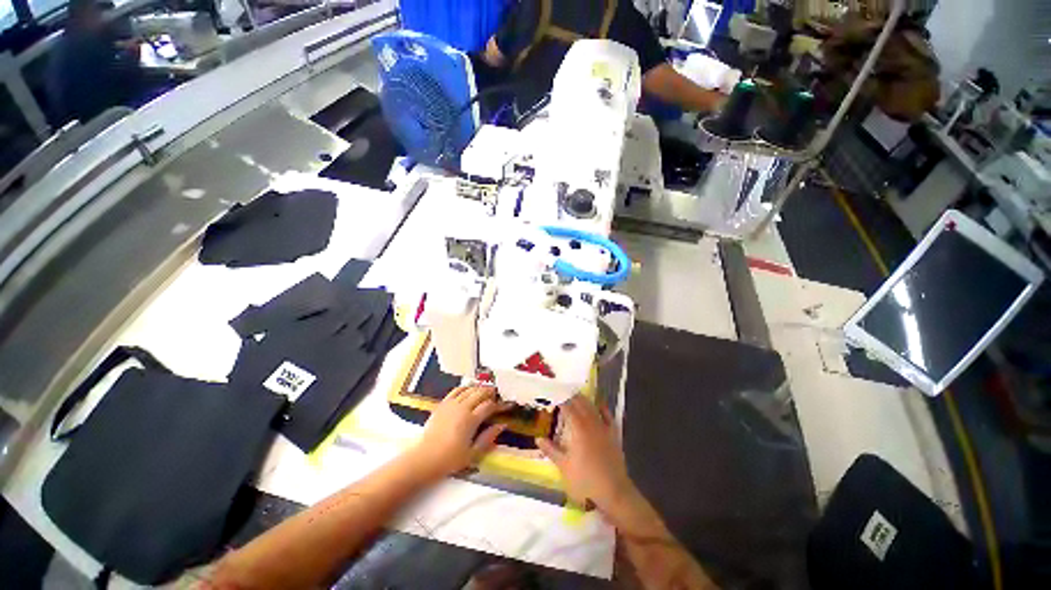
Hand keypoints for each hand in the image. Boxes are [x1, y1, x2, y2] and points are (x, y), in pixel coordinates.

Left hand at [410, 385, 507, 478]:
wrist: (425, 458)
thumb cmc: (450, 459)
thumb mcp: (473, 453)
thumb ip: (488, 437)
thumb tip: (502, 425)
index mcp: (471, 420)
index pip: (489, 406)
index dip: (500, 404)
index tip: (508, 405)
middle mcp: (462, 408)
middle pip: (480, 393)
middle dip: (491, 392)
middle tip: (498, 394)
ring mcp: (451, 404)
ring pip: (469, 390)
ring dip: (479, 388)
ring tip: (486, 391)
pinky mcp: (442, 404)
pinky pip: (456, 390)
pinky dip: (465, 388)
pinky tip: (469, 389)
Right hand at [536, 395, 634, 512]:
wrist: (614, 492)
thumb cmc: (586, 480)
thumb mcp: (564, 467)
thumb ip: (551, 450)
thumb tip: (538, 438)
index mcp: (578, 429)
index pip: (568, 408)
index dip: (560, 399)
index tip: (553, 393)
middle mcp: (591, 424)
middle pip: (581, 404)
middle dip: (571, 396)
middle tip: (562, 391)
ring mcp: (604, 428)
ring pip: (593, 408)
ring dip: (584, 400)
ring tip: (576, 394)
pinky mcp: (613, 435)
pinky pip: (608, 417)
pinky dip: (603, 408)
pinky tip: (600, 404)